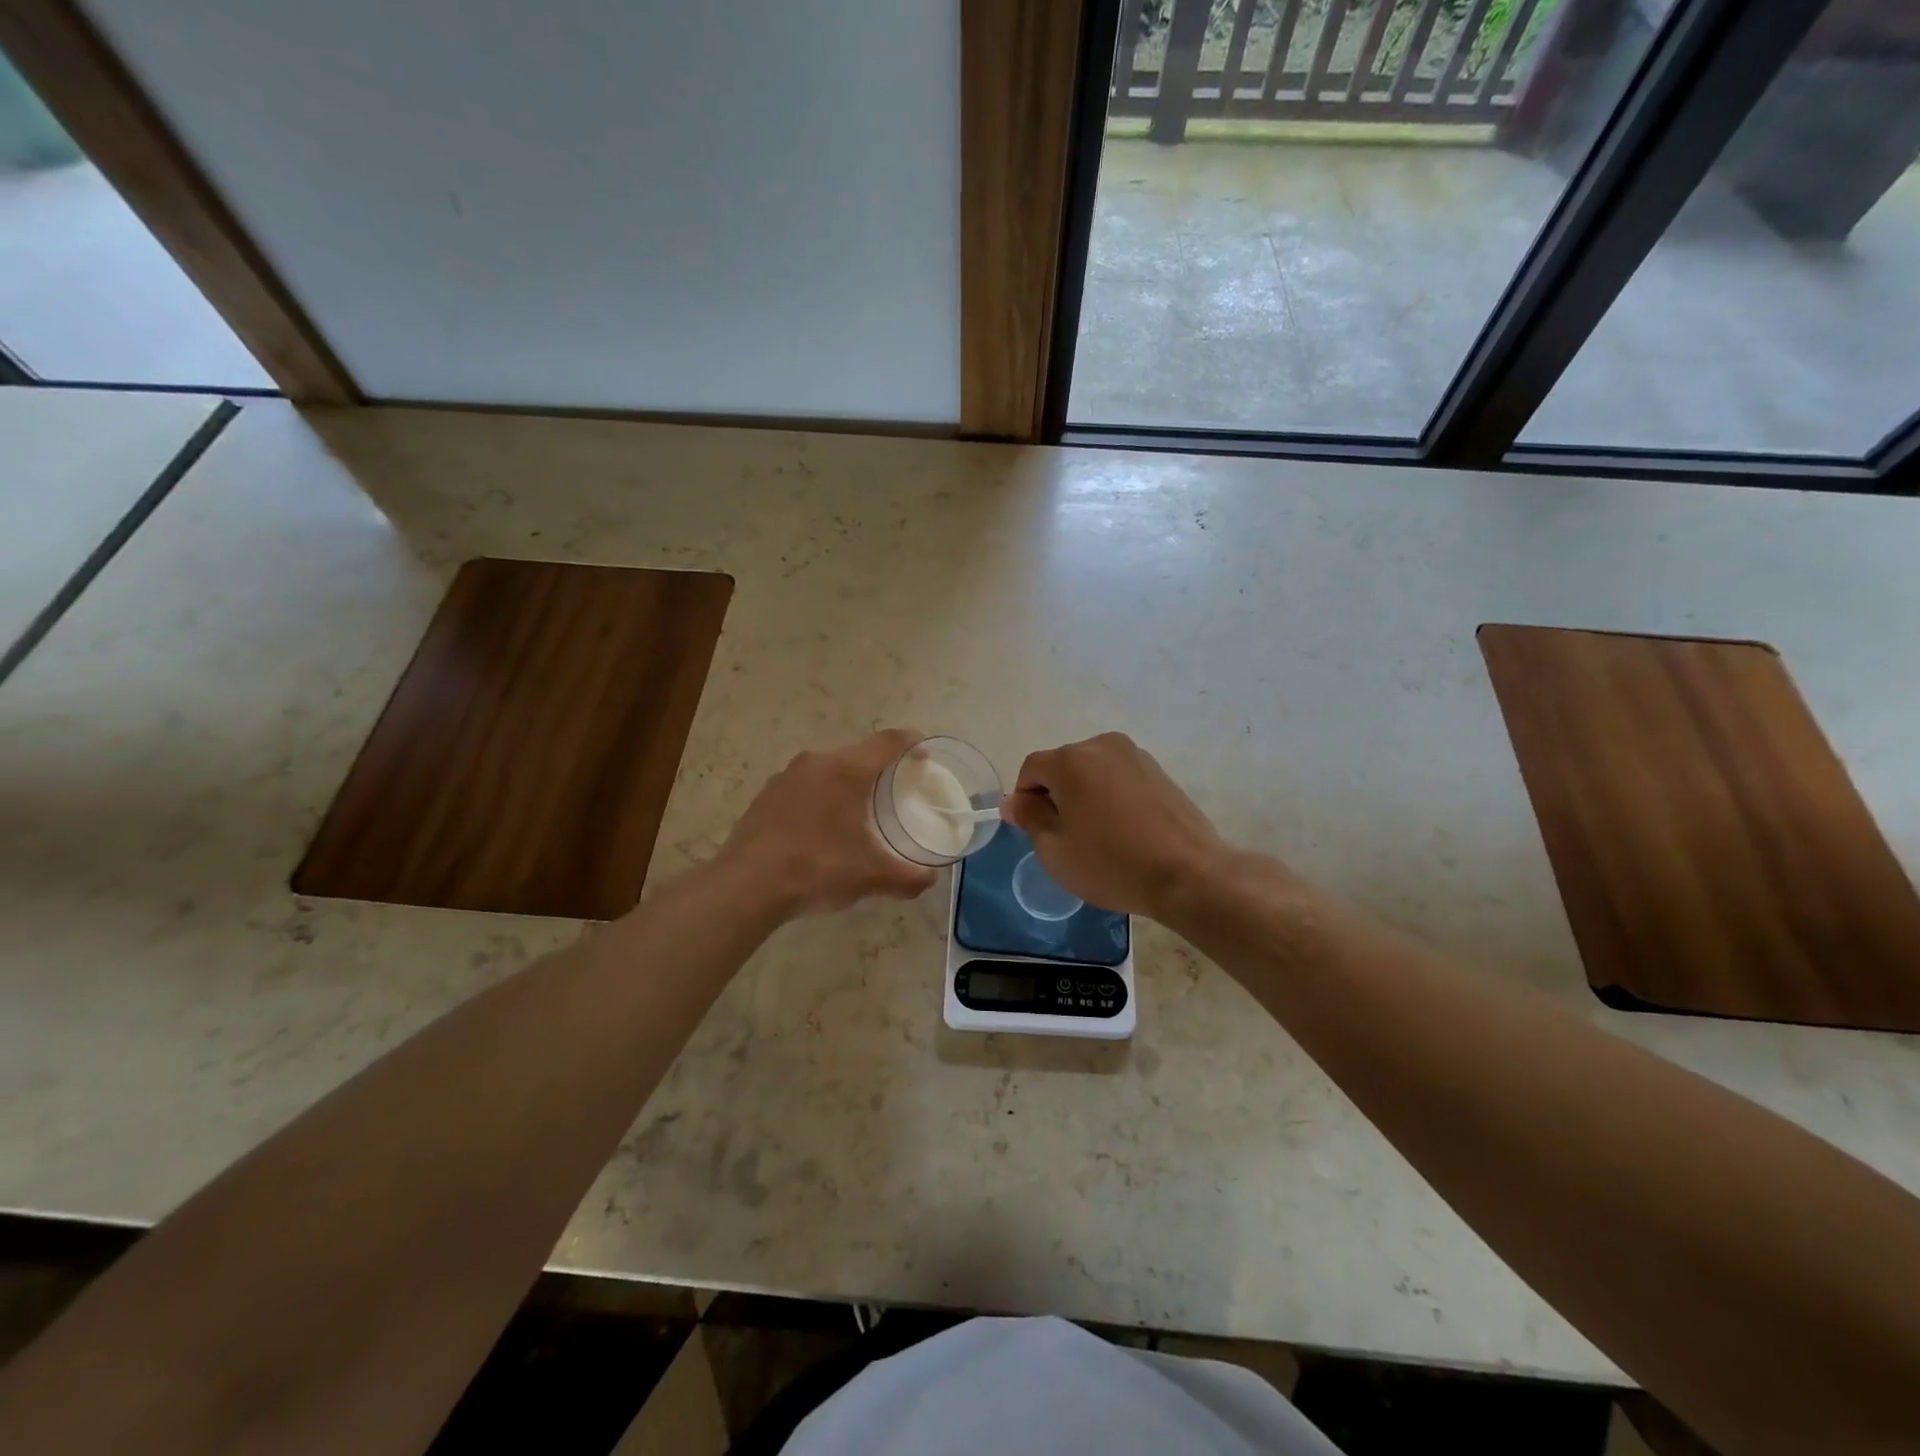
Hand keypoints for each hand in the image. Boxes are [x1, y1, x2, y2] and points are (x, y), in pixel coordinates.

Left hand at [720, 729, 937, 916]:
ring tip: (857, 810)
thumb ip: (909, 877)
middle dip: (879, 767)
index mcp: (848, 770)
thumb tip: (929, 880)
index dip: (911, 743)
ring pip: (827, 769)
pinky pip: (803, 787)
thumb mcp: (872, 877)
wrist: (747, 885)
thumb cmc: (818, 867)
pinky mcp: (765, 796)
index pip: (889, 741)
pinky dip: (820, 798)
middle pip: (857, 753)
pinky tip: (820, 828)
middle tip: (894, 789)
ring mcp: (786, 777)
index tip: (923, 754)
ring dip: (846, 783)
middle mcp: (817, 762)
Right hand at [1002, 732, 1232, 920]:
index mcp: (1070, 759)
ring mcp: (1135, 755)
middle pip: (1062, 766)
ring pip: (1092, 772)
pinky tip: (1123, 830)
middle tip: (1066, 837)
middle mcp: (1102, 746)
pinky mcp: (1159, 771)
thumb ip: (1030, 818)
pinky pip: (1119, 778)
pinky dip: (1111, 797)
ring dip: (1084, 795)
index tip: (1035, 831)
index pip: (1031, 769)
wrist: (1187, 873)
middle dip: (1056, 795)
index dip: (1025, 799)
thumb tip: (1016, 801)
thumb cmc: (1110, 863)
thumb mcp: (1054, 849)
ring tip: (1098, 835)